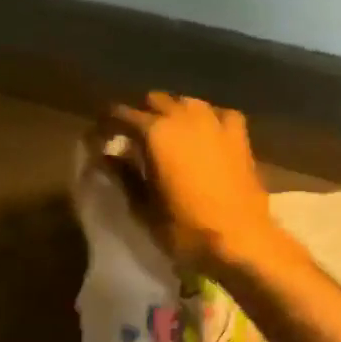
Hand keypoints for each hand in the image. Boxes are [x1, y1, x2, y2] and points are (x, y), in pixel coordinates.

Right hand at [102, 93, 284, 276]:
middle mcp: (184, 116)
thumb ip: (123, 176)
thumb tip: (106, 156)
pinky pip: (219, 114)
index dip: (105, 126)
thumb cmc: (186, 228)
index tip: (99, 140)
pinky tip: (206, 135)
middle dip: (141, 116)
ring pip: (187, 102)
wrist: (241, 240)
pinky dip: (208, 120)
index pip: (120, 115)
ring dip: (173, 114)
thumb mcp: (144, 207)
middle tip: (133, 140)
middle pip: (155, 101)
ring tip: (169, 136)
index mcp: (155, 132)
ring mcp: (216, 122)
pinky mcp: (240, 135)